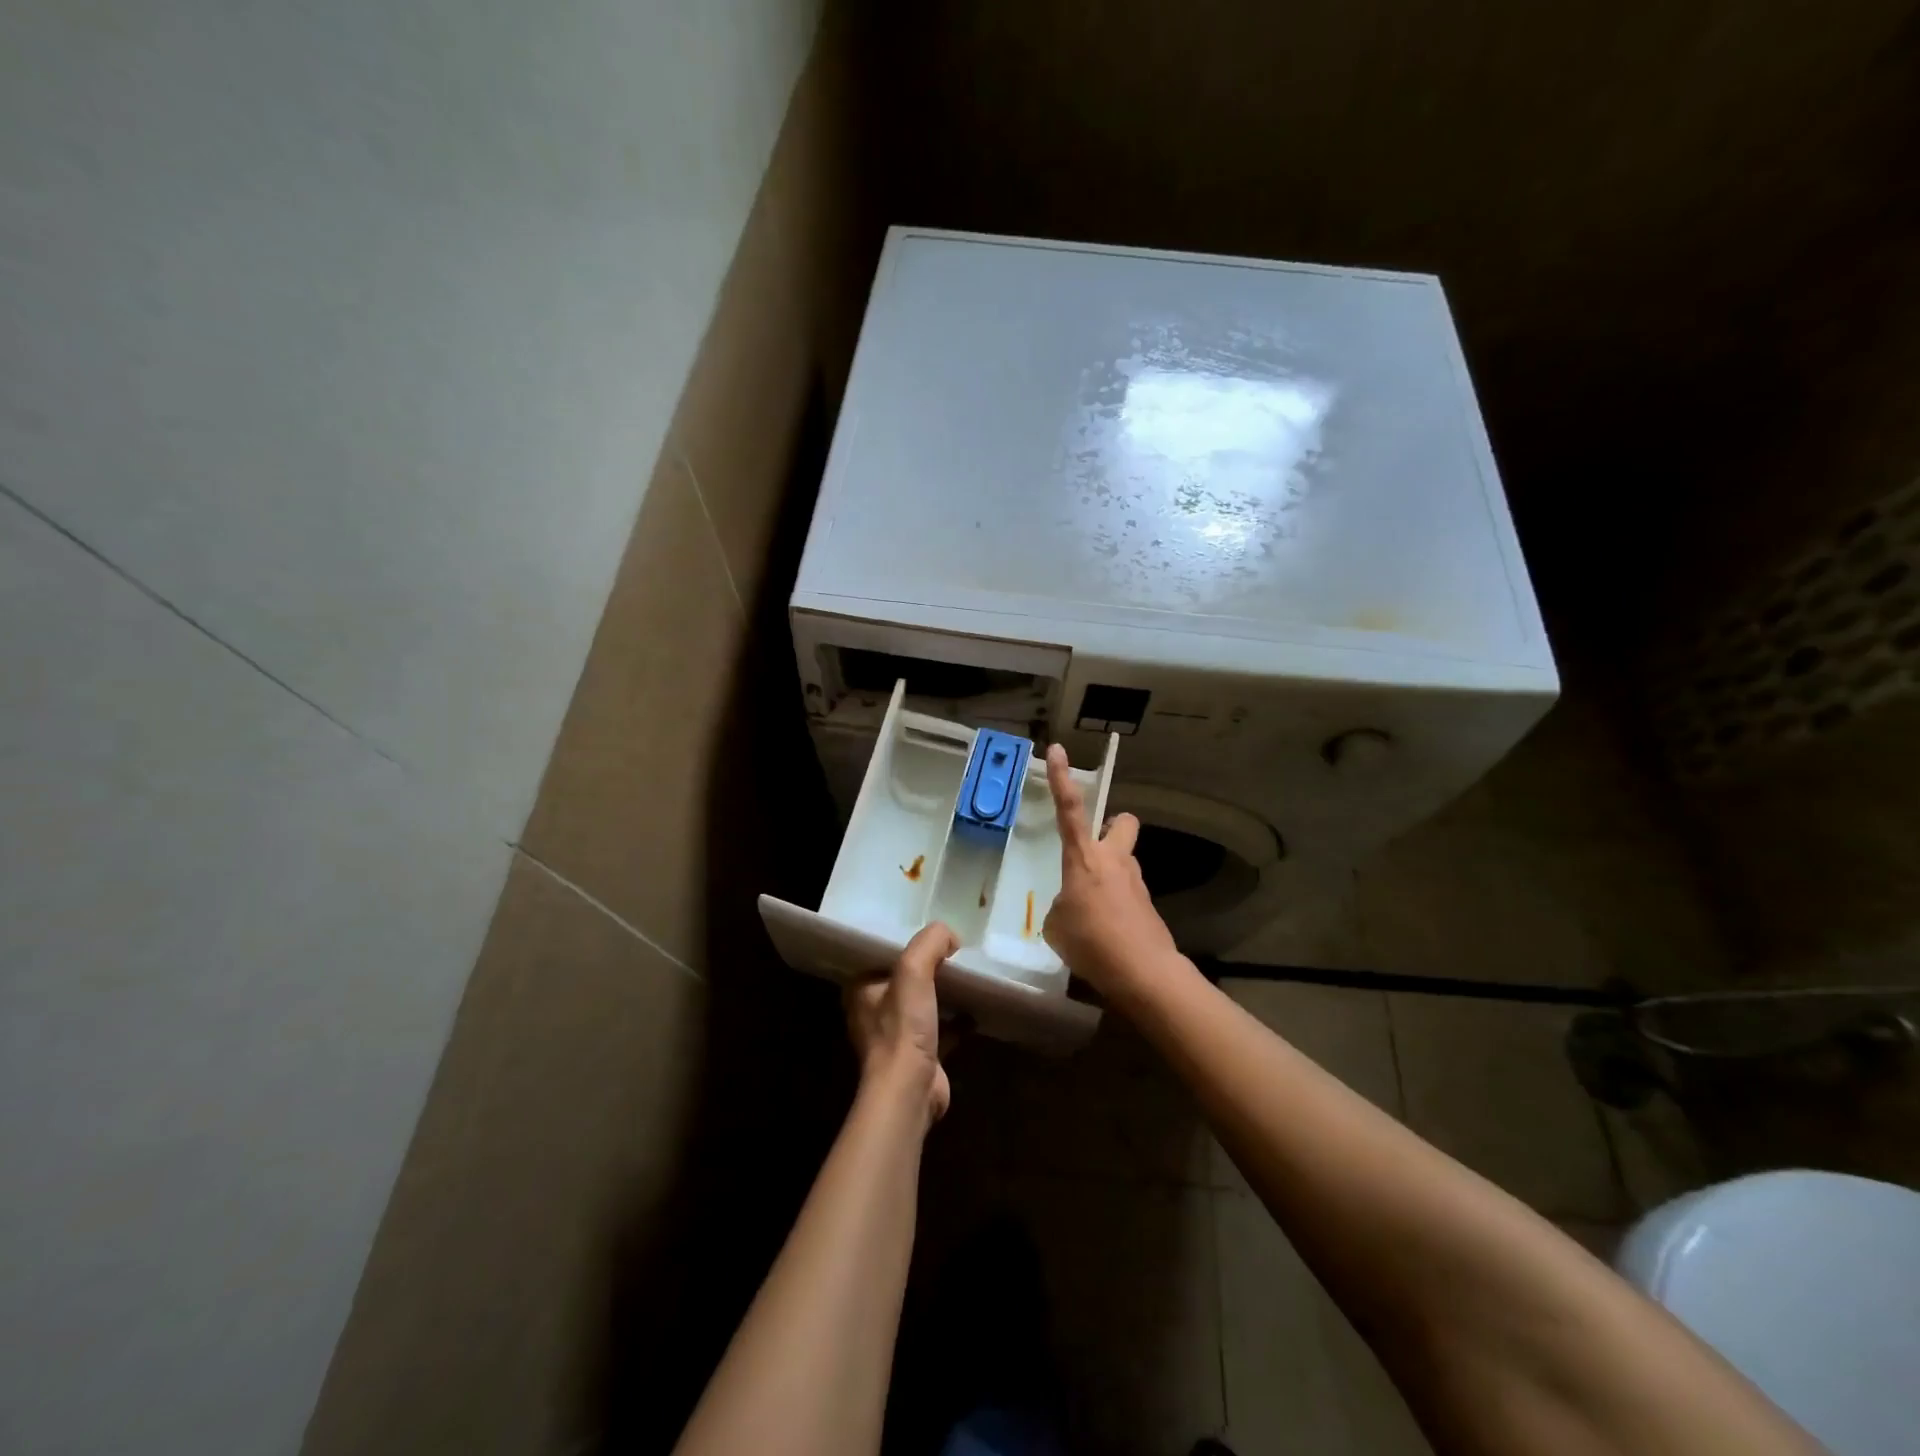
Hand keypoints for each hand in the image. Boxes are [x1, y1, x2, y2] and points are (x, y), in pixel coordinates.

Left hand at [845, 921, 957, 1122]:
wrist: (910, 1091)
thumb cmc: (903, 1028)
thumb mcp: (913, 971)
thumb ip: (930, 943)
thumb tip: (950, 935)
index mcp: (862, 989)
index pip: (883, 955)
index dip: (906, 943)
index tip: (932, 934)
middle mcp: (874, 1012)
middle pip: (905, 979)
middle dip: (928, 968)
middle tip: (955, 951)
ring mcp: (896, 1037)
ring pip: (922, 1005)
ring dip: (942, 993)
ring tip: (967, 975)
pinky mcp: (920, 1057)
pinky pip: (941, 1030)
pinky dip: (957, 1020)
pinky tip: (976, 1010)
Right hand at [1043, 743, 1183, 997]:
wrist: (1143, 972)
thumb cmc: (1091, 942)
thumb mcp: (1056, 925)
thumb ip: (1061, 906)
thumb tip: (1072, 907)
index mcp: (1084, 858)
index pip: (1070, 809)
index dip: (1061, 778)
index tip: (1057, 750)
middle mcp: (1114, 860)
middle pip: (1122, 822)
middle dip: (1112, 826)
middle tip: (1095, 848)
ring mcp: (1136, 882)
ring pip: (1125, 861)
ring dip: (1110, 873)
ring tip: (1091, 910)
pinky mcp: (1148, 906)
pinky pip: (1127, 894)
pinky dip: (1115, 905)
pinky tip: (1105, 934)